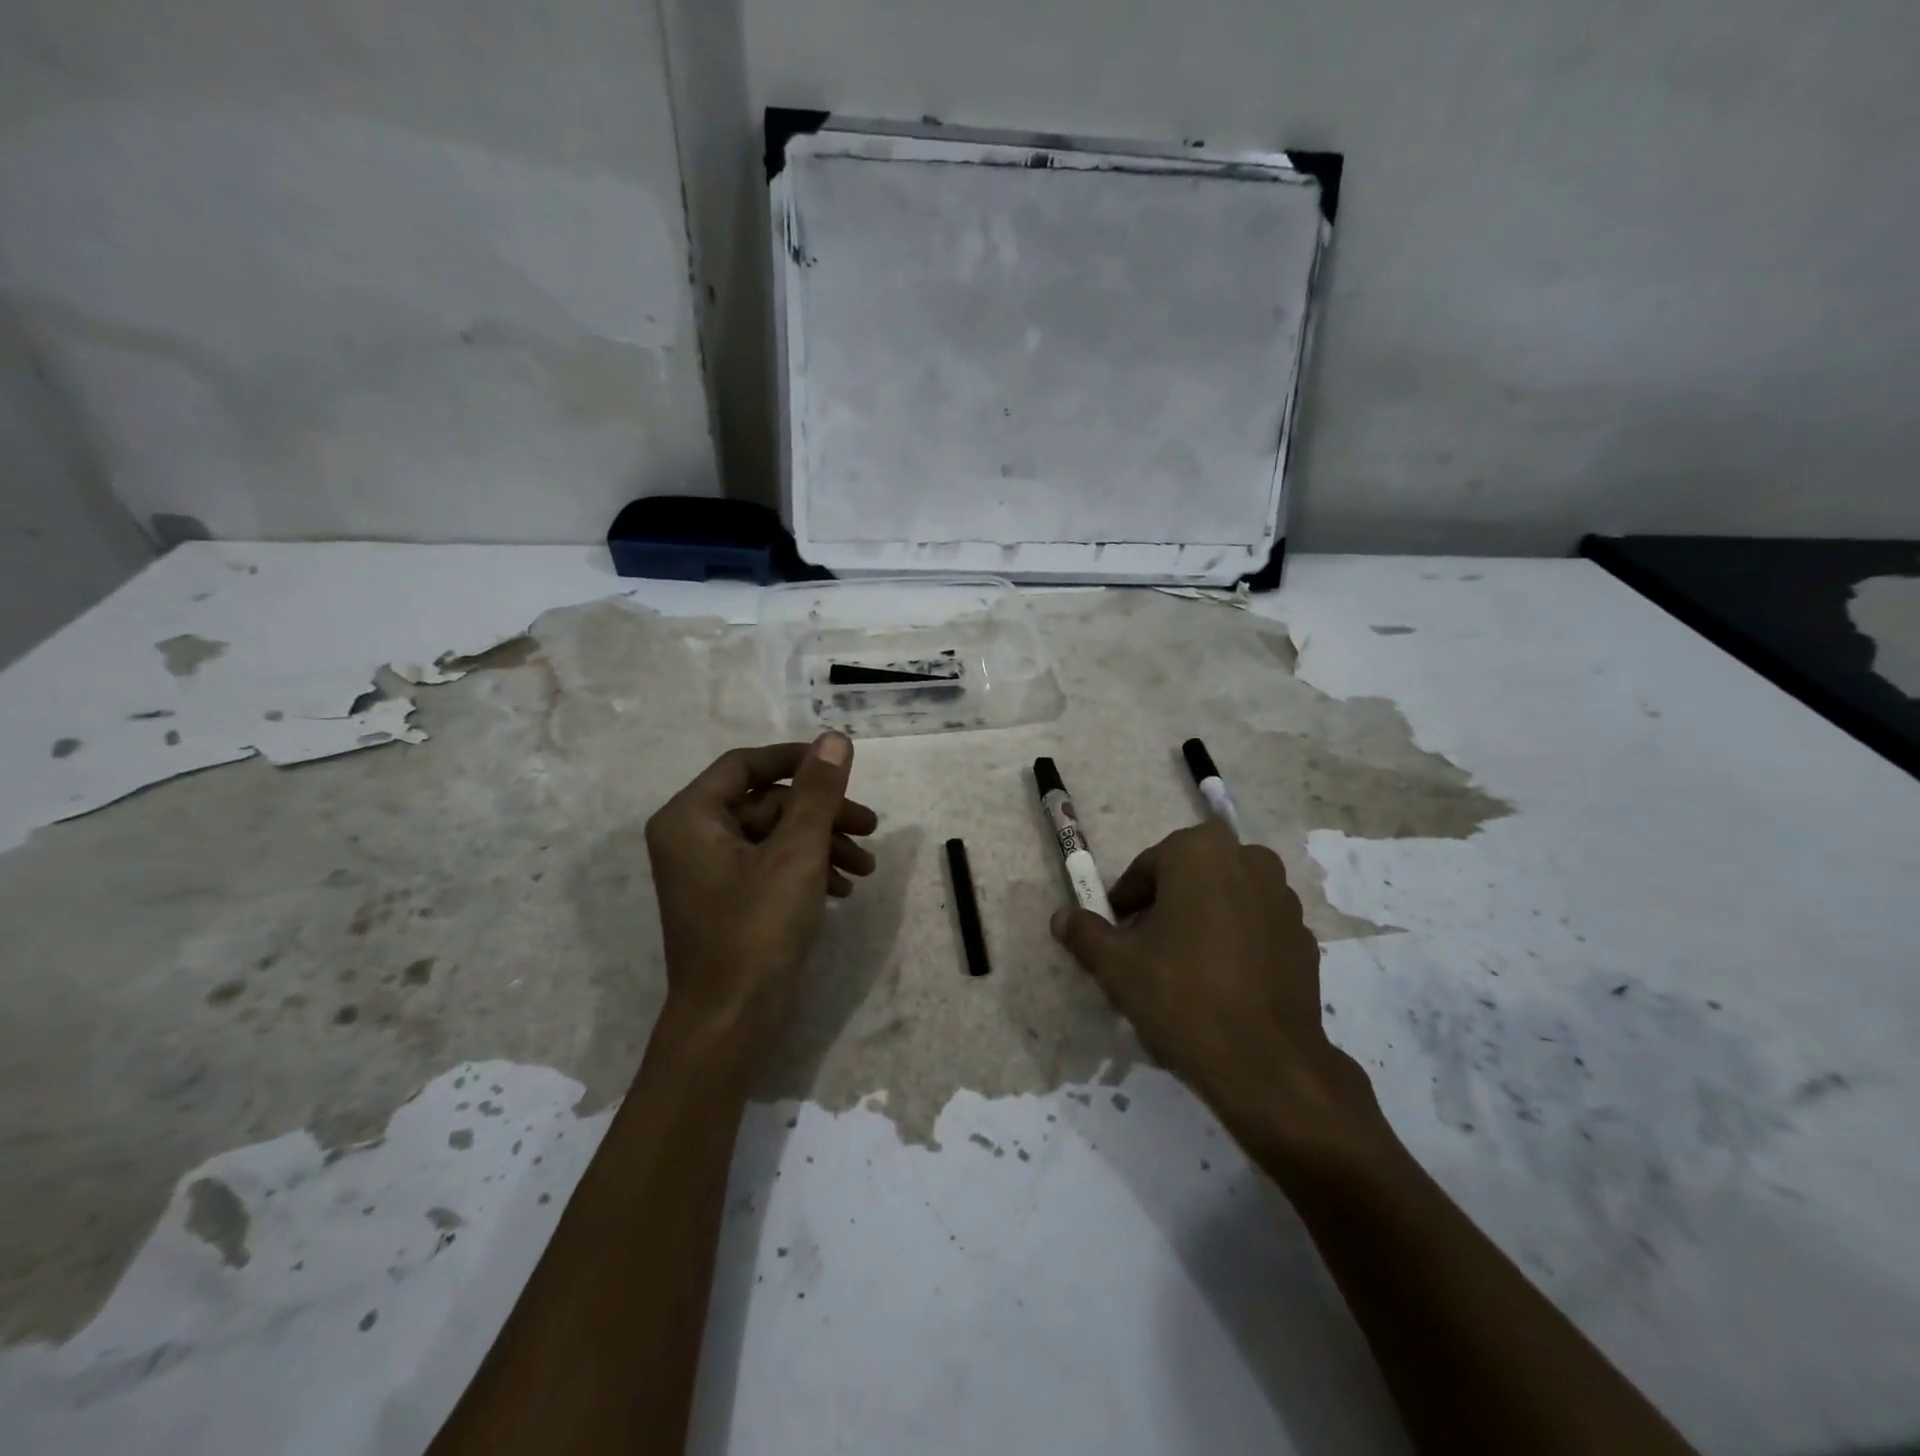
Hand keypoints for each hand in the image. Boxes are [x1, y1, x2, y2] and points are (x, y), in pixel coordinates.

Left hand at [645, 735, 876, 1063]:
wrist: (730, 1022)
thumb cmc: (757, 929)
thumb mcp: (797, 853)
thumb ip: (817, 792)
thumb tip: (833, 738)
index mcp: (690, 817)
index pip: (745, 765)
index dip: (797, 760)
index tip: (841, 766)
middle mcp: (691, 837)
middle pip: (765, 803)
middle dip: (822, 815)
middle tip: (870, 828)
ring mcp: (708, 871)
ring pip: (773, 836)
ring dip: (822, 844)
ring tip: (865, 868)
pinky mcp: (727, 899)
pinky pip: (769, 865)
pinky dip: (807, 869)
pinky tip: (843, 889)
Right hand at [1051, 822, 1388, 1173]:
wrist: (1265, 1063)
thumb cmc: (1181, 996)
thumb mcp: (1115, 966)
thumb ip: (1085, 933)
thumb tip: (1062, 918)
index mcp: (1199, 852)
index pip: (1147, 867)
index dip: (1126, 902)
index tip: (1117, 936)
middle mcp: (1248, 860)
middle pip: (1189, 877)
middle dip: (1166, 905)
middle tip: (1147, 950)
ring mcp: (1283, 897)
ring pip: (1225, 898)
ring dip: (1202, 919)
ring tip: (1185, 969)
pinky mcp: (1304, 935)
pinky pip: (1255, 925)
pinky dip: (1236, 941)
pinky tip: (1223, 983)